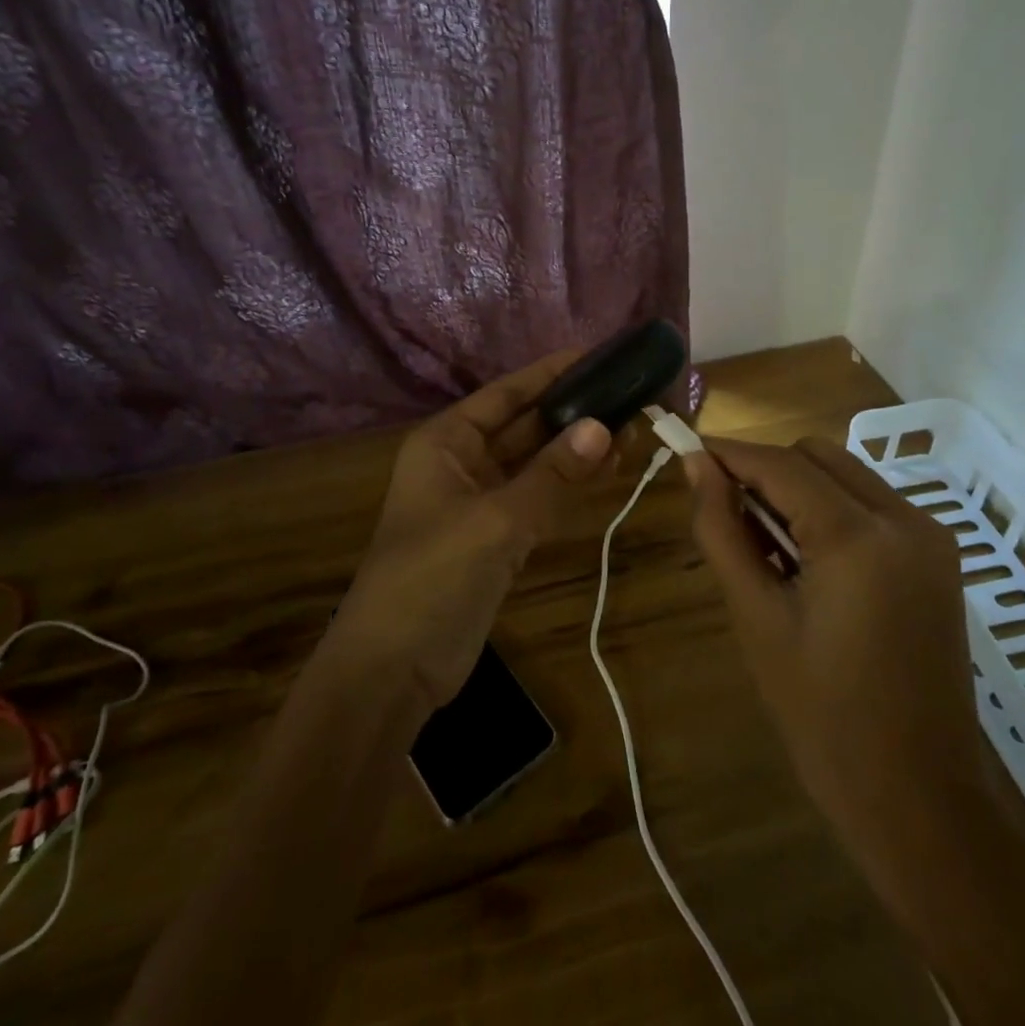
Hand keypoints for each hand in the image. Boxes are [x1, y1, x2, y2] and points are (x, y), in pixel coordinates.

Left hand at [328, 350, 614, 710]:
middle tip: (630, 396)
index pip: (506, 394)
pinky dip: (570, 486)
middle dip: (573, 412)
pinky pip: (539, 498)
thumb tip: (602, 426)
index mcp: (446, 442)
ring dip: (578, 449)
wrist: (392, 670)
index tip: (598, 355)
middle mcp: (462, 462)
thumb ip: (551, 474)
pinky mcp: (496, 538)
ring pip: (537, 463)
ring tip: (633, 428)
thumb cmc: (432, 578)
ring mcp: (479, 502)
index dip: (551, 373)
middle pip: (525, 426)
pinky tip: (609, 471)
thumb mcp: (495, 521)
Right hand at [684, 437, 987, 922]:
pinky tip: (806, 559)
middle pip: (817, 456)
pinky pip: (870, 505)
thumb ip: (721, 530)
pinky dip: (829, 510)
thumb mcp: (755, 618)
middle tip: (724, 511)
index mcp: (859, 537)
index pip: (779, 464)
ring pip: (845, 474)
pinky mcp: (937, 557)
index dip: (727, 453)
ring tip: (762, 544)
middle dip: (764, 469)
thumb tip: (695, 466)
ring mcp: (929, 536)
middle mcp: (904, 519)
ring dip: (797, 488)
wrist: (918, 800)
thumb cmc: (822, 716)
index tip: (683, 452)